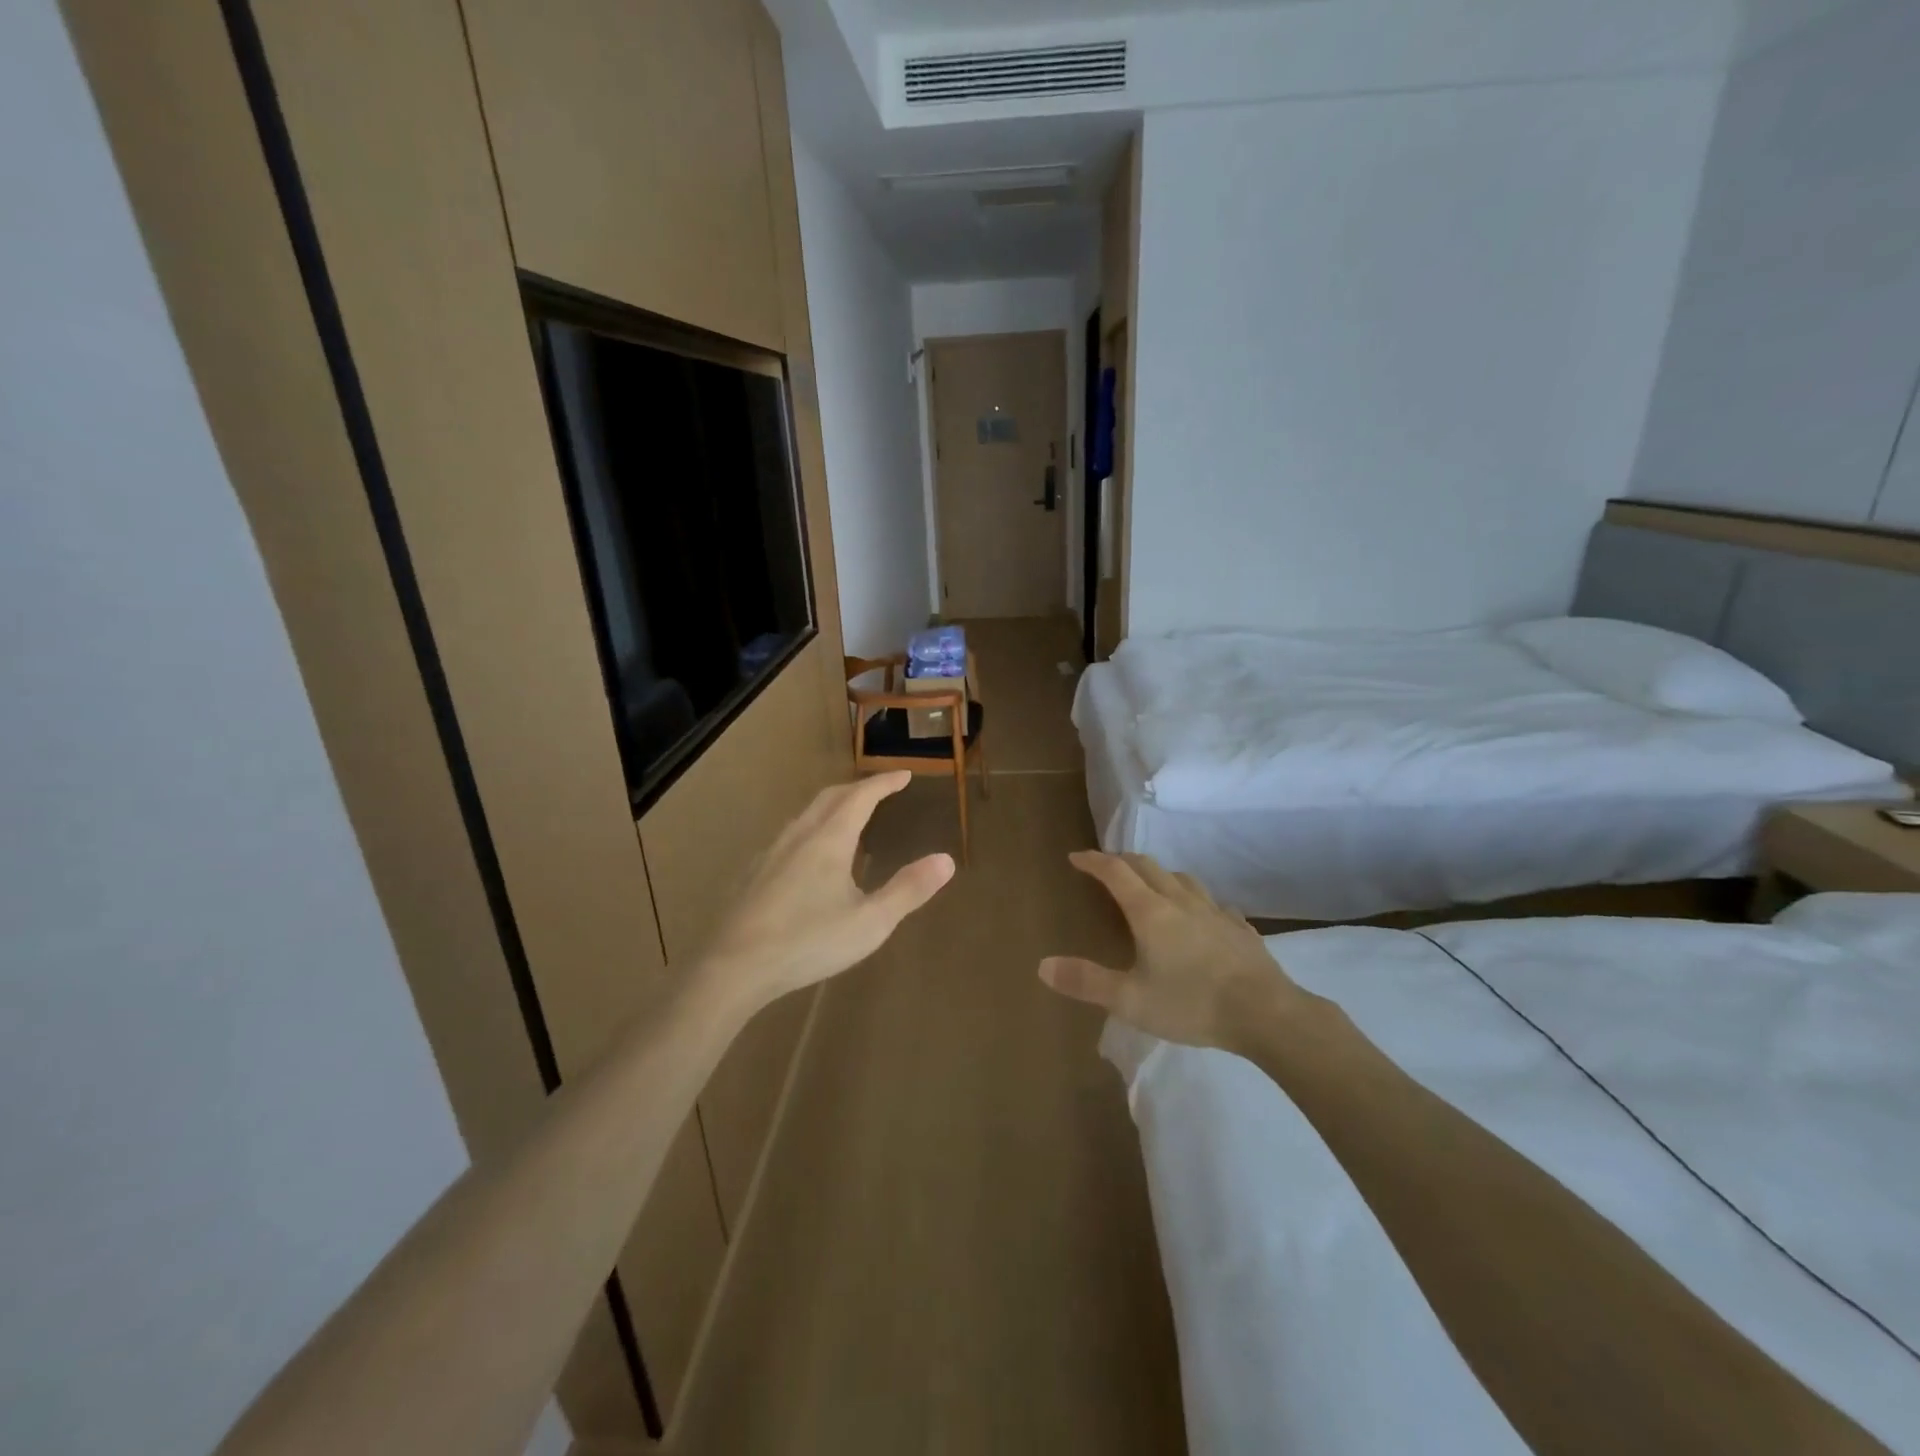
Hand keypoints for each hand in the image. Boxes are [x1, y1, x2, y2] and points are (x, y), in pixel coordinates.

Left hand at [699, 771, 953, 1016]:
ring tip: (848, 819)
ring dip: (832, 807)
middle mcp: (798, 836)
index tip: (903, 775)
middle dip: (858, 789)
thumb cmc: (808, 941)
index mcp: (828, 840)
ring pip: (805, 815)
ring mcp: (770, 854)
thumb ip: (908, 890)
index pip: (861, 797)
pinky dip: (810, 830)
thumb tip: (946, 860)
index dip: (884, 783)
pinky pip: (788, 837)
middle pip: (830, 798)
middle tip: (879, 791)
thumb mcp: (870, 922)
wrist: (734, 967)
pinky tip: (807, 858)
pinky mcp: (753, 874)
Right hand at [1039, 851, 1311, 1051]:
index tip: (1076, 857)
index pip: (1116, 872)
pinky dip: (1195, 901)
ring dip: (1160, 875)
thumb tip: (1042, 965)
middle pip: (1148, 866)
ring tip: (1152, 885)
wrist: (1266, 1014)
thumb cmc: (1191, 1004)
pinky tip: (1201, 918)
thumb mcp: (1130, 1000)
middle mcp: (1181, 901)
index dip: (1093, 861)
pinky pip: (1212, 904)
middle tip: (1107, 866)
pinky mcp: (1240, 929)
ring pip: (1183, 879)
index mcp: (1150, 911)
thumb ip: (1086, 981)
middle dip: (1123, 861)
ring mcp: (1215, 912)